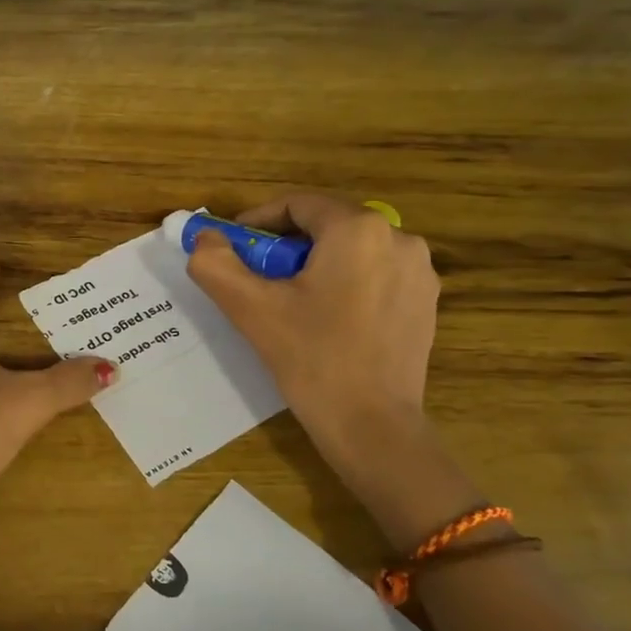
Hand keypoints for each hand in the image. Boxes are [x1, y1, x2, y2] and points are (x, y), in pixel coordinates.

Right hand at [186, 192, 440, 505]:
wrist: (372, 425)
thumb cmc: (311, 359)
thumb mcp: (251, 309)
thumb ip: (216, 264)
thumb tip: (204, 239)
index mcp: (358, 229)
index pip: (298, 204)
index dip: (258, 221)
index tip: (233, 248)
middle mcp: (399, 238)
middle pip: (326, 226)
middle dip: (285, 246)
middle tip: (256, 279)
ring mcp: (419, 271)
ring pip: (351, 251)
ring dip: (315, 265)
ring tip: (289, 302)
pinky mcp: (426, 302)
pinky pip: (375, 275)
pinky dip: (345, 284)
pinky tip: (326, 320)